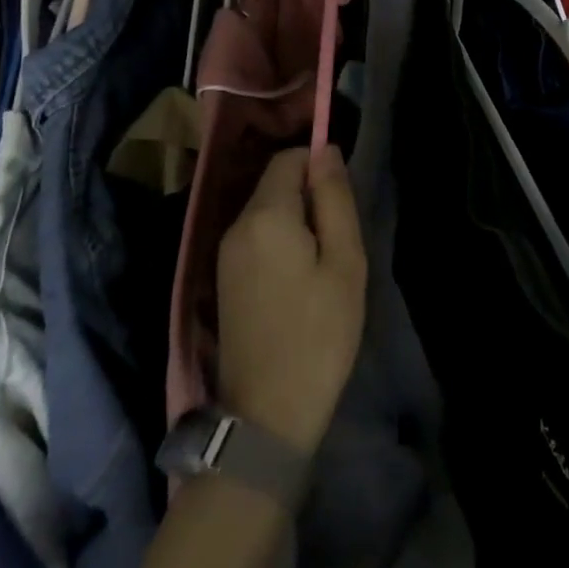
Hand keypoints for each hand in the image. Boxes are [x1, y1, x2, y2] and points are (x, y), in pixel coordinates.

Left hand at [217, 145, 367, 453]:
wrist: (266, 416)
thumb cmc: (318, 335)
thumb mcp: (344, 263)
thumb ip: (335, 199)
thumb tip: (326, 151)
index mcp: (265, 215)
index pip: (289, 158)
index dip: (319, 165)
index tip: (343, 202)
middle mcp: (237, 225)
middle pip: (275, 182)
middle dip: (309, 195)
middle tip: (339, 240)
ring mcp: (225, 253)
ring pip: (266, 210)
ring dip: (297, 220)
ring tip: (324, 264)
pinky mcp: (223, 278)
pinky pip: (256, 236)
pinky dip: (280, 241)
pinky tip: (300, 281)